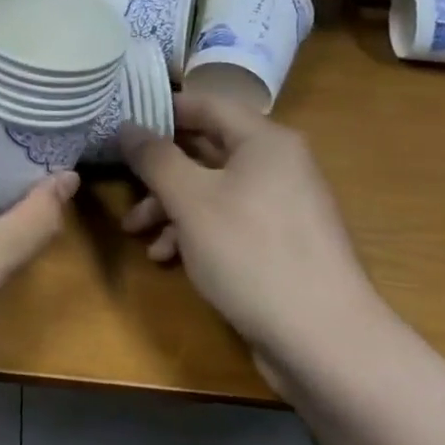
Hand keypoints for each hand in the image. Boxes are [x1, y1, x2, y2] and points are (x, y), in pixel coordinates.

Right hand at [118, 93, 378, 366]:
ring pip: (212, 190)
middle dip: (159, 172)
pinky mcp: (279, 243)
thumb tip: (127, 126)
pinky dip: (195, 232)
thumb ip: (155, 158)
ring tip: (138, 233)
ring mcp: (281, 205)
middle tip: (123, 185)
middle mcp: (277, 164)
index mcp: (264, 141)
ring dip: (170, 207)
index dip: (162, 110)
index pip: (206, 104)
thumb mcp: (191, 200)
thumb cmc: (250, 253)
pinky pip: (228, 220)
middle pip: (206, 150)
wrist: (323, 339)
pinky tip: (168, 257)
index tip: (121, 122)